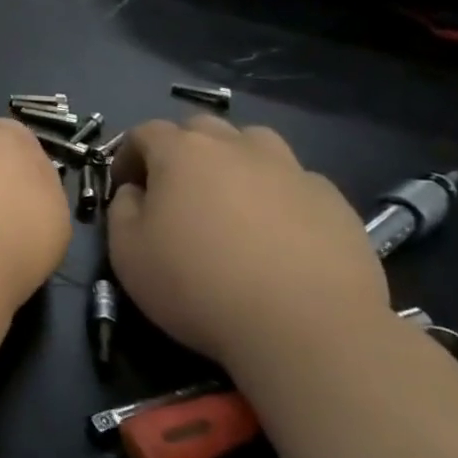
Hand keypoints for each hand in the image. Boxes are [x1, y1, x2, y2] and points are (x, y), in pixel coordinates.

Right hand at [106, 116, 387, 368]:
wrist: (307, 329)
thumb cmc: (199, 285)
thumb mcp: (127, 252)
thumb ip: (121, 209)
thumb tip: (136, 193)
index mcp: (182, 153)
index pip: (145, 132)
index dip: (128, 155)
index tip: (125, 187)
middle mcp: (237, 148)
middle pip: (202, 128)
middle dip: (182, 150)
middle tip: (177, 192)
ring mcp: (292, 171)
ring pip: (255, 144)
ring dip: (235, 161)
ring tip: (231, 202)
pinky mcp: (335, 203)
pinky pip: (296, 182)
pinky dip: (278, 195)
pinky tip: (278, 235)